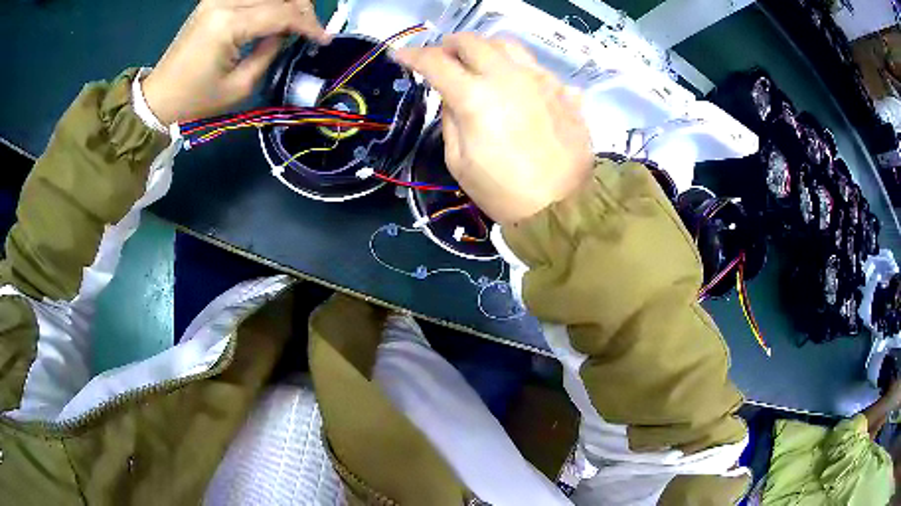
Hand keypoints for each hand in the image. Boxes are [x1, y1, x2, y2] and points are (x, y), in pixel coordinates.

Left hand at [142, 0, 328, 124]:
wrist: (159, 95)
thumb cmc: (196, 99)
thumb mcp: (239, 86)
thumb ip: (269, 53)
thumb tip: (286, 33)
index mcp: (228, 24)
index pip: (282, 13)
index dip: (308, 24)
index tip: (324, 39)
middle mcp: (224, 2)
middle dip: (302, 10)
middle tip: (312, 31)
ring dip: (287, 3)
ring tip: (296, 23)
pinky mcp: (214, 0)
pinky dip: (269, 2)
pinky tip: (276, 14)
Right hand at [395, 34, 593, 225]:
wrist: (564, 207)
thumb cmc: (504, 192)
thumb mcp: (459, 162)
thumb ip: (450, 119)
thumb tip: (451, 95)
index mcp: (476, 97)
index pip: (435, 62)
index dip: (412, 56)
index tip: (401, 56)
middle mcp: (508, 77)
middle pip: (471, 41)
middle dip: (448, 45)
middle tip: (442, 59)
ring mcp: (540, 79)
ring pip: (505, 43)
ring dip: (483, 48)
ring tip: (476, 64)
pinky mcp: (562, 89)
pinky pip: (532, 64)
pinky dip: (513, 66)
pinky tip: (511, 85)